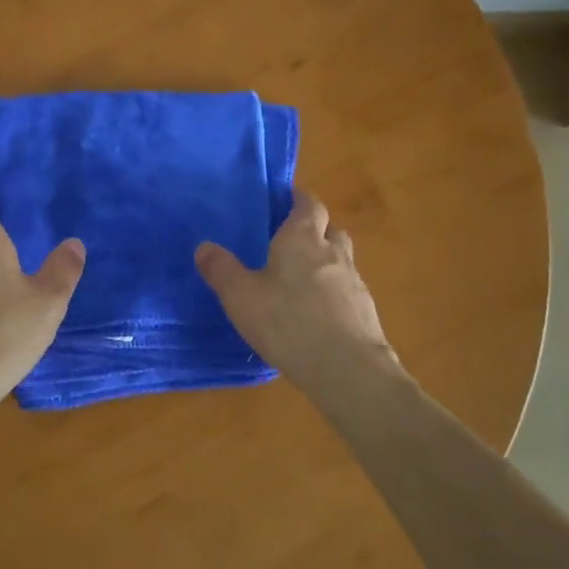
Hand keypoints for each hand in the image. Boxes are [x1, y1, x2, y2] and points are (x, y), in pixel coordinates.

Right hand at [195, 189, 398, 390]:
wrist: (347, 369)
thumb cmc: (287, 321)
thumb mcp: (240, 296)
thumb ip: (221, 269)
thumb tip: (203, 246)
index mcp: (302, 238)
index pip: (308, 204)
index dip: (299, 199)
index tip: (285, 201)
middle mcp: (333, 252)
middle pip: (330, 229)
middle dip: (314, 229)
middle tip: (290, 241)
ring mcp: (355, 282)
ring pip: (341, 260)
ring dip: (326, 262)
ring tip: (301, 279)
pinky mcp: (365, 312)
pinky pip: (347, 291)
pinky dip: (334, 293)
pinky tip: (317, 314)